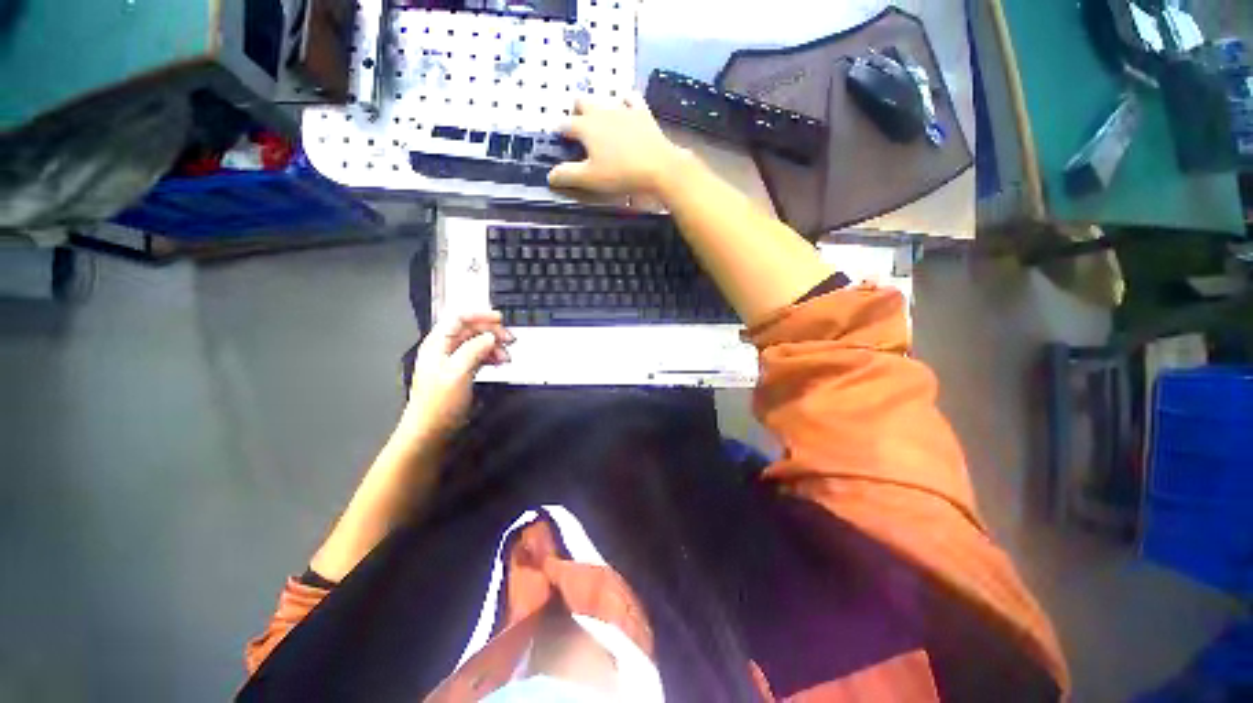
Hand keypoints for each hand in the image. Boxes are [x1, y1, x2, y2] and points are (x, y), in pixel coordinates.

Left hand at [401, 311, 512, 440]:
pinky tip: (500, 362)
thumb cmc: (439, 404)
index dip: (480, 315)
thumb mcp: (457, 373)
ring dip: (494, 346)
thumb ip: (474, 350)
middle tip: (510, 340)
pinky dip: (491, 356)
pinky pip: (478, 356)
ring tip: (507, 357)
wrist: (431, 431)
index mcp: (438, 344)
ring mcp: (453, 361)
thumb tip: (490, 336)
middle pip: (470, 330)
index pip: (459, 318)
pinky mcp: (461, 373)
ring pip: (477, 344)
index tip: (501, 319)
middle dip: (492, 332)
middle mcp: (445, 349)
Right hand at [548, 94, 687, 196]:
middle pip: (581, 103)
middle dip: (576, 113)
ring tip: (600, 122)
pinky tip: (625, 108)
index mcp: (585, 127)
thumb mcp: (590, 179)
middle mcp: (601, 112)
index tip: (560, 141)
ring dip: (598, 108)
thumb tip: (549, 176)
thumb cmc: (621, 174)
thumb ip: (567, 176)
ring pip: (604, 99)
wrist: (658, 167)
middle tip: (579, 131)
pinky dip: (624, 102)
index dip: (560, 133)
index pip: (565, 125)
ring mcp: (623, 108)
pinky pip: (630, 98)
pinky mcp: (642, 112)